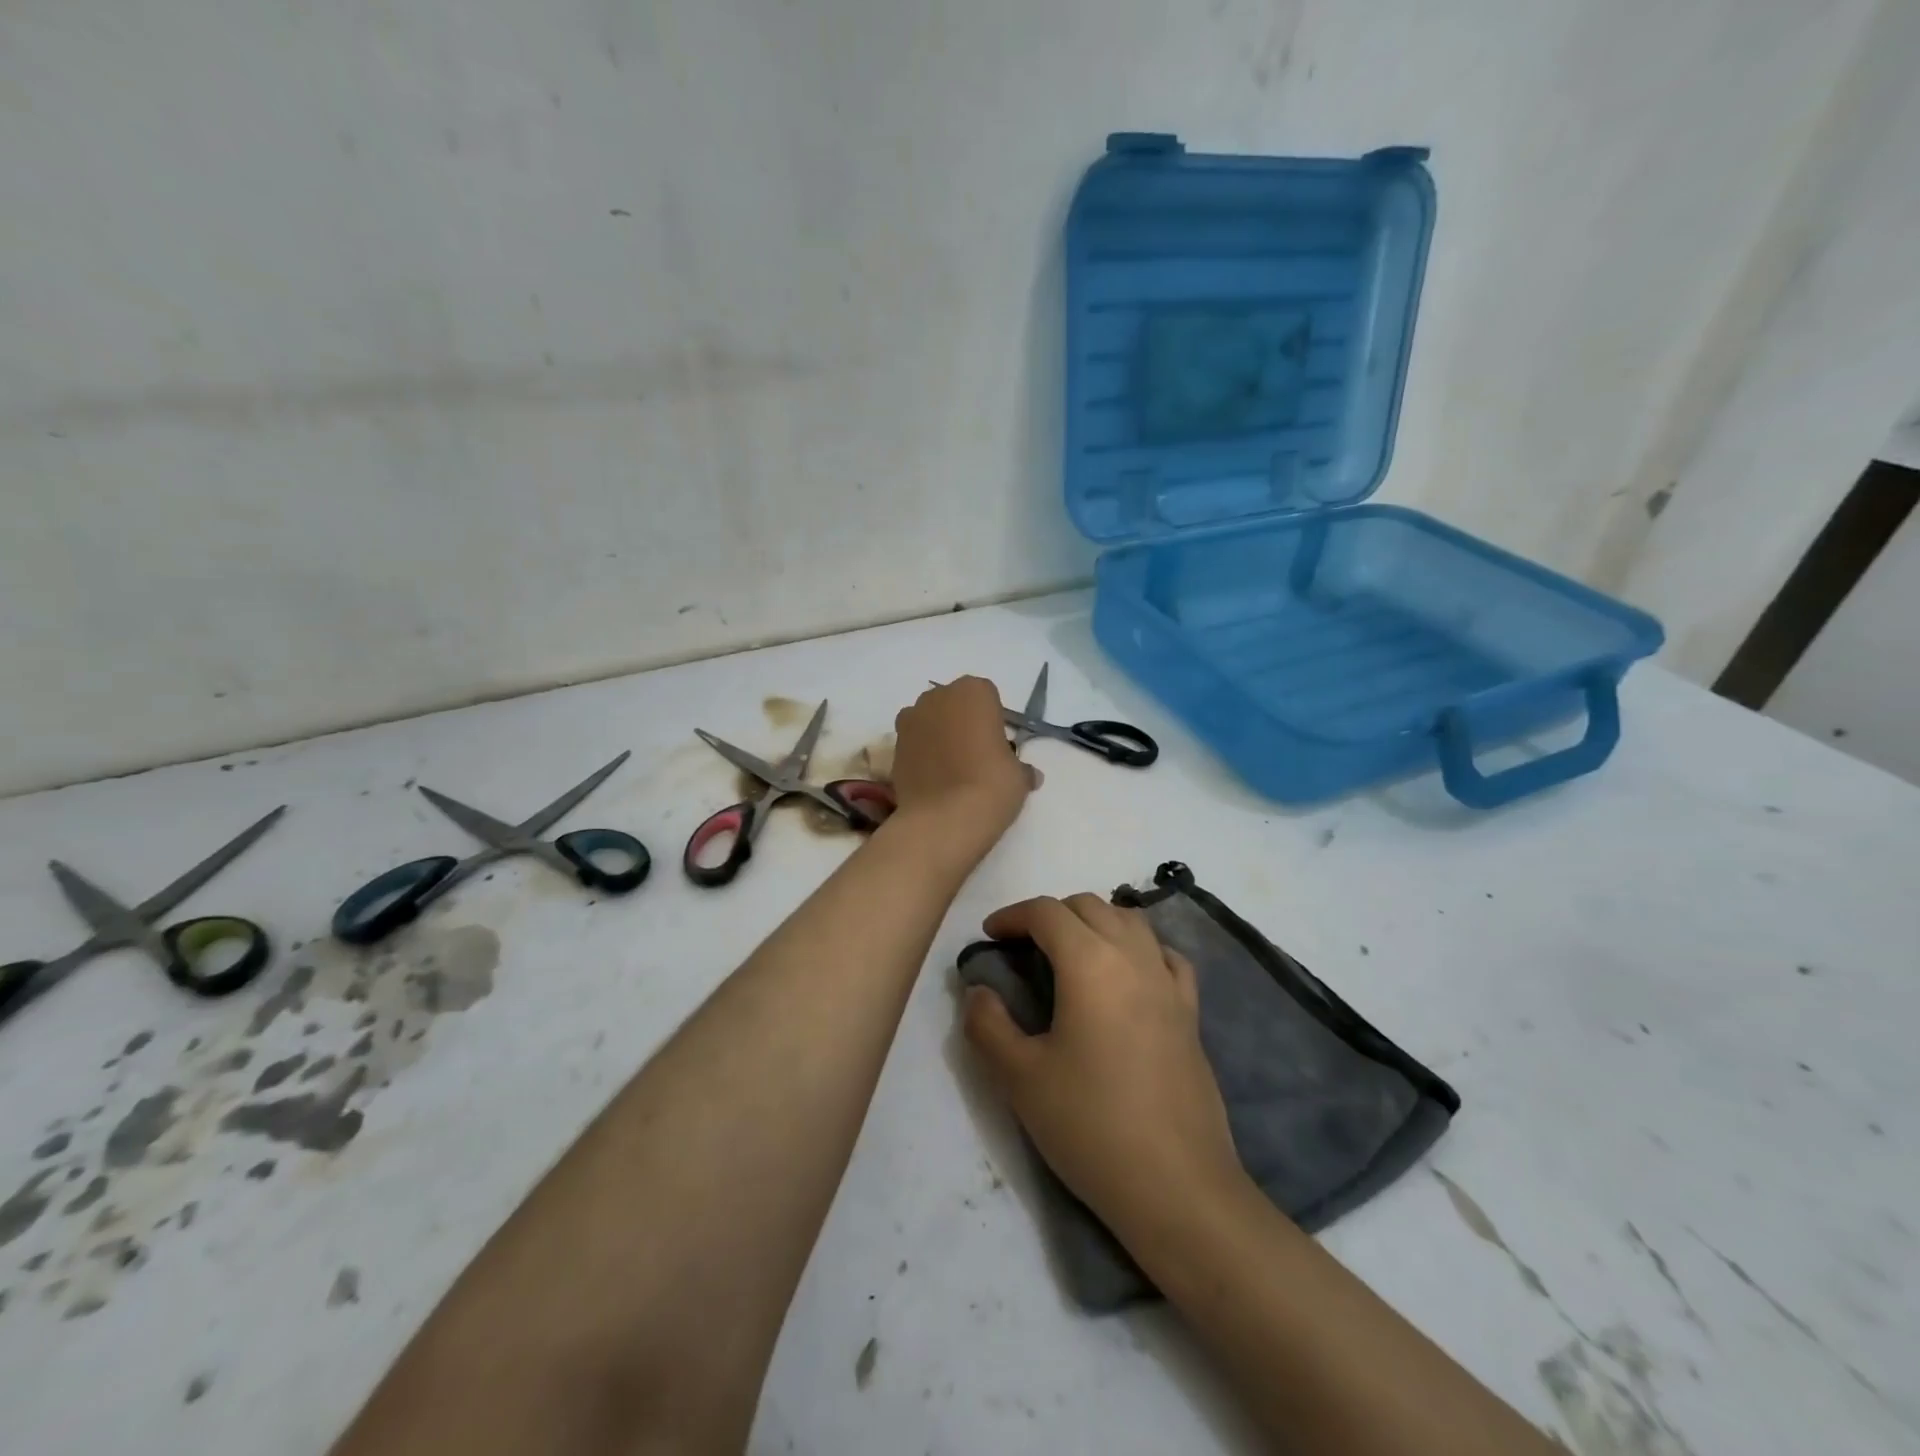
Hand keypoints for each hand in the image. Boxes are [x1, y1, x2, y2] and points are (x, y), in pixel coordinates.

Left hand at [889, 677, 1036, 856]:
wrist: (943, 819)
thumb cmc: (991, 785)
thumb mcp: (1018, 776)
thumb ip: (1020, 767)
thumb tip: (1028, 774)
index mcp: (973, 691)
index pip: (987, 697)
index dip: (992, 722)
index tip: (997, 747)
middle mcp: (937, 696)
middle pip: (953, 705)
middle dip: (962, 724)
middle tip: (976, 757)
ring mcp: (910, 720)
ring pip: (930, 722)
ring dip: (939, 737)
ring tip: (952, 771)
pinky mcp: (893, 747)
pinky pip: (913, 744)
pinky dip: (922, 756)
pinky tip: (933, 781)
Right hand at [962, 895, 1240, 1235]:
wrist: (1176, 1185)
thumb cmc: (1090, 1125)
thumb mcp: (1019, 1078)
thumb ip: (988, 1024)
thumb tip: (979, 991)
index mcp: (1090, 963)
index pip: (1047, 912)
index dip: (1012, 915)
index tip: (990, 936)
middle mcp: (1133, 957)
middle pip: (1090, 906)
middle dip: (1051, 914)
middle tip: (1024, 947)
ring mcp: (1168, 983)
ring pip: (1130, 921)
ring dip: (1095, 922)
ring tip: (1071, 953)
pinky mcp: (1190, 1012)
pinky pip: (1166, 956)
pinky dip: (1140, 948)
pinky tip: (1128, 974)